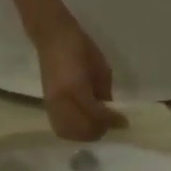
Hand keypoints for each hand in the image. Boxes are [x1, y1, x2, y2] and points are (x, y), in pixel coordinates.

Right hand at [32, 15, 124, 141]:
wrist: (53, 36)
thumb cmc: (82, 48)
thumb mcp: (101, 71)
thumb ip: (105, 95)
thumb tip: (112, 115)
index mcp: (76, 89)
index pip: (97, 116)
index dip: (112, 121)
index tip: (124, 121)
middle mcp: (61, 101)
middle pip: (83, 130)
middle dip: (100, 130)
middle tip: (111, 124)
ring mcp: (51, 105)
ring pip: (70, 133)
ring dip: (86, 134)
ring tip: (97, 126)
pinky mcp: (47, 106)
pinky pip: (61, 128)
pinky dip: (74, 131)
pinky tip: (83, 124)